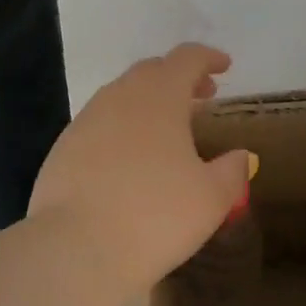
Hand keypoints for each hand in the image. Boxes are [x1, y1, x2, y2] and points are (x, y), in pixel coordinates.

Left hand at [27, 44, 251, 301]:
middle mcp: (121, 95)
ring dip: (149, 101)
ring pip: (123, 95)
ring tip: (168, 129)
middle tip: (201, 97)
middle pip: (153, 70)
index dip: (208, 58)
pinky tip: (131, 158)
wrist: (74, 248)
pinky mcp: (64, 146)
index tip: (224, 67)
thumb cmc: (155, 215)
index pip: (187, 58)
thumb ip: (232, 171)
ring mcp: (87, 119)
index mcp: (160, 94)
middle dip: (179, 78)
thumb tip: (240, 156)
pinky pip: (101, 122)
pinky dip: (123, 127)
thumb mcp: (211, 198)